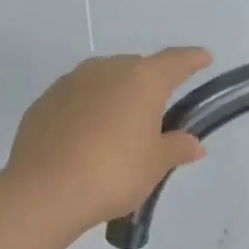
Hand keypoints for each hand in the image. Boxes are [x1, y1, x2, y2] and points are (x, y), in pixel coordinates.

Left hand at [5, 48, 213, 228]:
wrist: (46, 190)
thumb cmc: (114, 173)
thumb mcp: (154, 165)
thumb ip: (175, 148)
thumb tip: (192, 143)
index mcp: (141, 79)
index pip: (174, 62)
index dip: (191, 60)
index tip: (204, 58)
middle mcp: (105, 70)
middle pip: (135, 69)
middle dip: (148, 85)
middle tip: (156, 113)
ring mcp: (70, 83)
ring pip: (102, 82)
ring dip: (114, 97)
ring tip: (120, 128)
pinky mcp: (44, 103)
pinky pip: (76, 100)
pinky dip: (87, 111)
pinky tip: (87, 138)